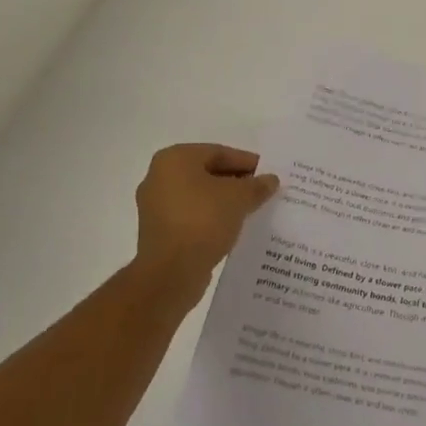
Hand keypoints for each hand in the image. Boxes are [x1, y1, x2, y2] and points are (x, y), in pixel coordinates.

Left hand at [133, 144, 279, 295]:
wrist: (170, 273)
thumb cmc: (203, 221)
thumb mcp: (239, 198)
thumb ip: (256, 185)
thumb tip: (270, 180)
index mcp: (174, 159)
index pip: (218, 152)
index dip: (246, 162)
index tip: (267, 174)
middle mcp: (158, 177)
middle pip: (207, 173)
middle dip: (235, 182)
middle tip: (261, 191)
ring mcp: (155, 206)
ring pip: (199, 196)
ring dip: (224, 202)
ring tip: (250, 210)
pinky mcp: (158, 232)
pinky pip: (191, 216)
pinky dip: (210, 218)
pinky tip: (232, 227)